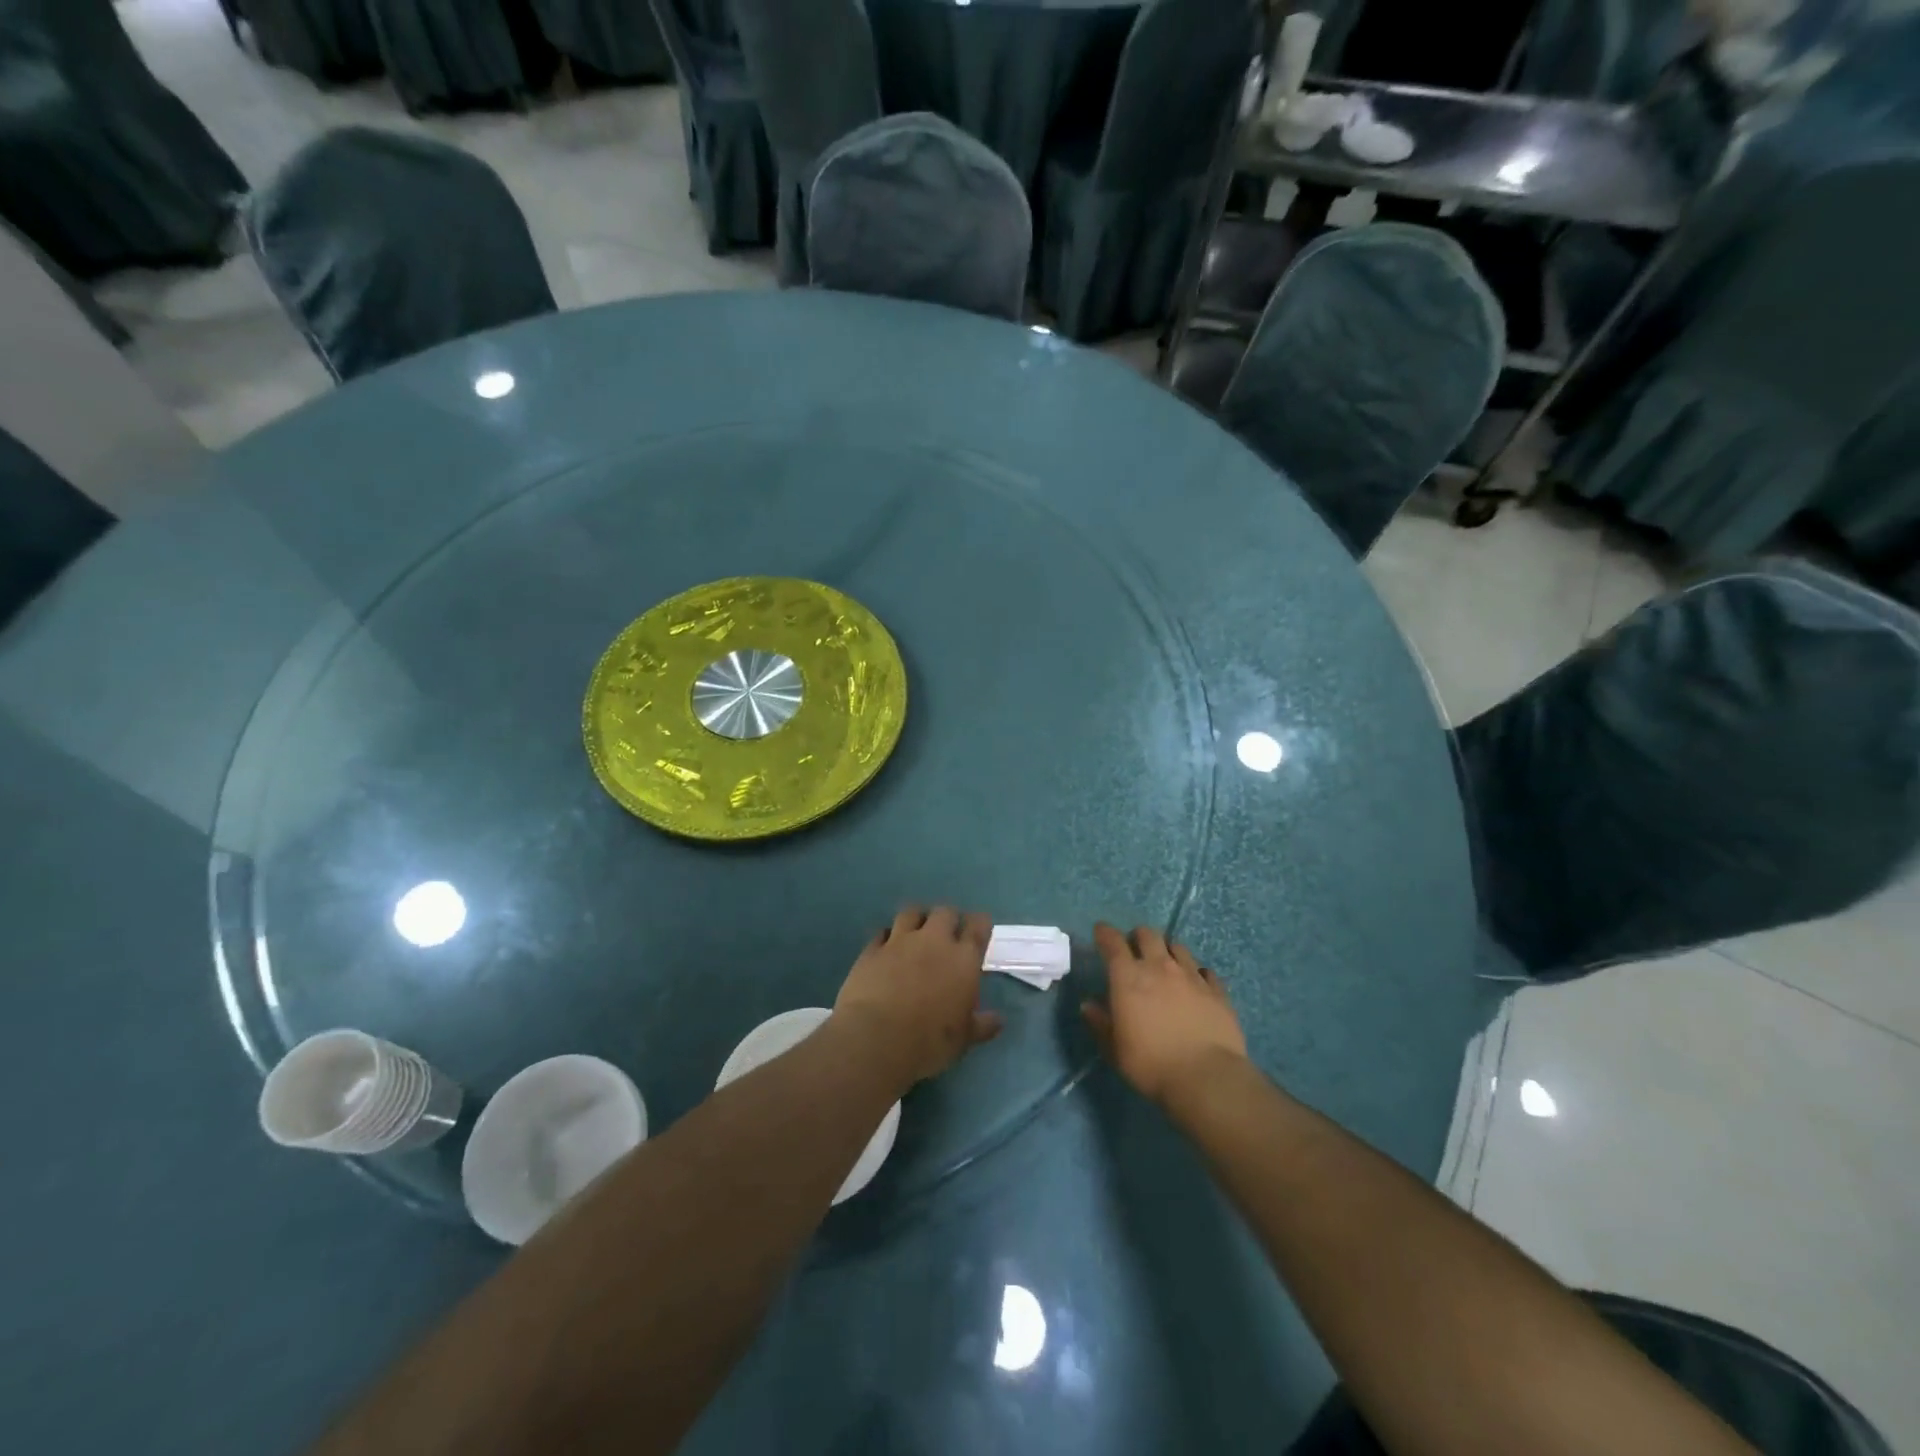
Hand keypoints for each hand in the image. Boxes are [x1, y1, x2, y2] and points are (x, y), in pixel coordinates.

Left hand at [834, 907, 1003, 1087]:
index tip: (979, 929)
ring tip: (917, 933)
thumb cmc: (929, 1042)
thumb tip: (998, 1020)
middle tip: (948, 934)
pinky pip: (882, 933)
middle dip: (949, 919)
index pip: (978, 926)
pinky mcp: (872, 950)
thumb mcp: (963, 1039)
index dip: (980, 924)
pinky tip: (887, 948)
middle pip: (945, 912)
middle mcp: (933, 941)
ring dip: (918, 919)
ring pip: (912, 912)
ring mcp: (900, 941)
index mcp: (963, 959)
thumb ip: (982, 1025)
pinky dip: (887, 937)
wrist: (876, 1039)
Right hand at [1083, 923, 1247, 1105]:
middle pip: (1148, 935)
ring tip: (1166, 963)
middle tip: (1134, 948)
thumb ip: (1100, 1023)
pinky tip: (1196, 984)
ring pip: (1177, 947)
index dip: (1105, 933)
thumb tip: (1088, 1005)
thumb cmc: (1151, 1064)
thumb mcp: (1115, 1049)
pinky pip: (1205, 971)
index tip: (1100, 931)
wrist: (1206, 1077)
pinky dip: (1196, 973)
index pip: (1113, 942)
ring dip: (1167, 951)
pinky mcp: (1217, 991)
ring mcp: (1191, 976)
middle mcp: (1159, 968)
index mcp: (1128, 978)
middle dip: (1138, 936)